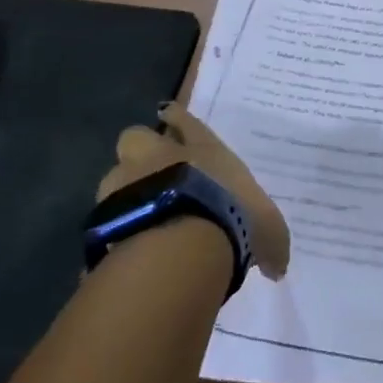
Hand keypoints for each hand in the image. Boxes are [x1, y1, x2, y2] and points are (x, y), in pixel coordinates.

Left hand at [103, 102, 290, 278]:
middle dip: (141, 152)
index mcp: (201, 147)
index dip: (177, 118)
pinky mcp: (103, 216)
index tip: (168, 115)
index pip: (184, 120)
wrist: (183, 238)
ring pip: (116, 176)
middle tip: (150, 174)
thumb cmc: (233, 215)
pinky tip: (121, 249)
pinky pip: (104, 220)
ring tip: (135, 218)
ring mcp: (127, 182)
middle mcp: (160, 155)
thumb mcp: (267, 229)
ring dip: (123, 193)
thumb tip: (279, 267)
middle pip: (138, 136)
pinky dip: (110, 232)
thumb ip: (271, 243)